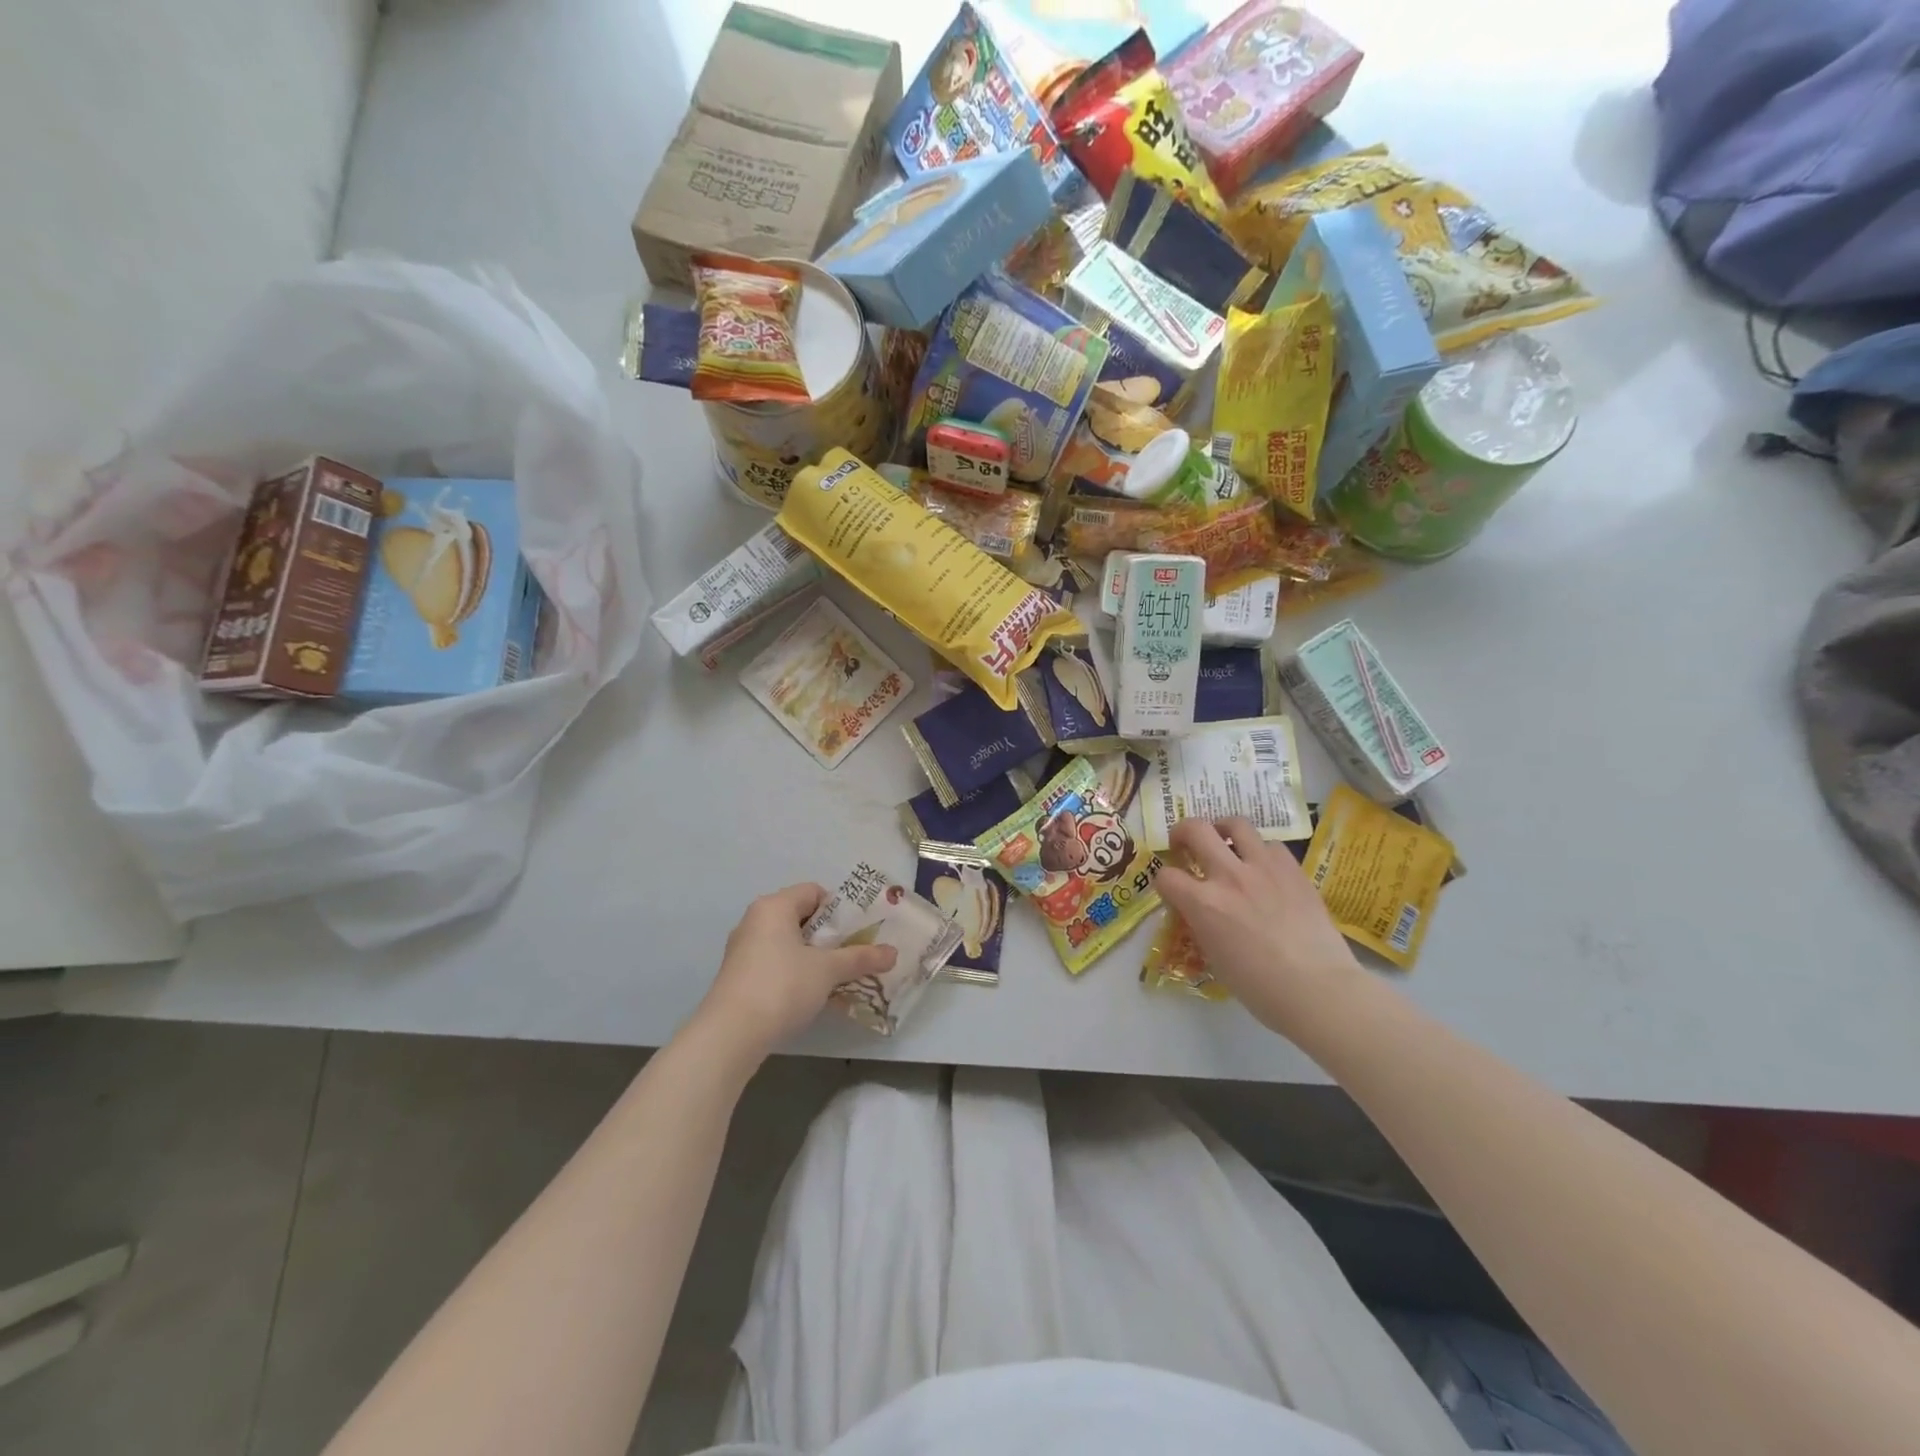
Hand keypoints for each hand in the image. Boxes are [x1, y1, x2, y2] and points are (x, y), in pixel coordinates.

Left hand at [692, 884, 897, 1062]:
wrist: (730, 1034)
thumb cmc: (782, 986)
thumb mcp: (828, 970)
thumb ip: (860, 958)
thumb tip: (893, 953)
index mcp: (774, 906)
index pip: (814, 892)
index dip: (840, 909)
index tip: (859, 931)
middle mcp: (755, 921)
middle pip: (801, 917)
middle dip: (830, 936)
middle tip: (854, 953)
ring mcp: (743, 949)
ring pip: (788, 943)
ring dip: (813, 957)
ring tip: (838, 976)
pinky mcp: (738, 976)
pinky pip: (775, 963)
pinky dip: (795, 972)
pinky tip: (811, 994)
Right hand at [1156, 817, 1361, 1034]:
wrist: (1319, 989)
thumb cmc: (1260, 988)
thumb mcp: (1214, 958)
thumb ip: (1201, 925)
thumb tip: (1199, 912)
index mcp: (1204, 904)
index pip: (1166, 876)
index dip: (1164, 882)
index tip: (1171, 891)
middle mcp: (1229, 876)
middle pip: (1195, 829)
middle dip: (1182, 832)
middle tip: (1184, 844)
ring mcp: (1264, 868)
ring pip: (1236, 824)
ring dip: (1223, 829)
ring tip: (1225, 842)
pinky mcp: (1293, 870)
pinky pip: (1271, 845)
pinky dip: (1260, 851)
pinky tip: (1263, 867)